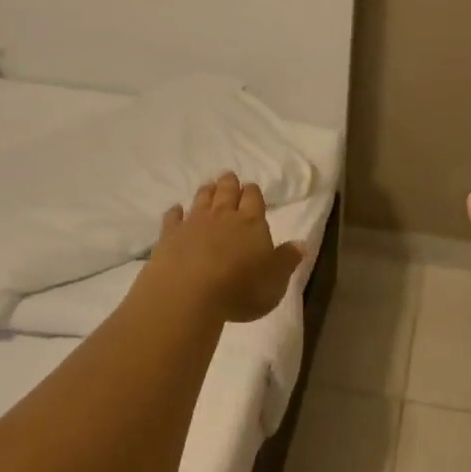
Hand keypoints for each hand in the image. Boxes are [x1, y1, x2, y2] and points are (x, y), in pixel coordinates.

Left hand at [146, 172, 305, 323]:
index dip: (253, 192)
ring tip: (209, 186)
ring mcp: (193, 223)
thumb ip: (287, 260)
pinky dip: (175, 212)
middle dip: (229, 183)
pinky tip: (176, 210)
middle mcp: (223, 216)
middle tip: (229, 176)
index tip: (251, 187)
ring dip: (206, 191)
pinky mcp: (169, 235)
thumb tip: (301, 244)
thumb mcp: (275, 280)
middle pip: (227, 192)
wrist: (189, 294)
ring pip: (201, 199)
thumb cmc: (241, 289)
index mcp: (252, 223)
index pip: (254, 198)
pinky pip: (173, 217)